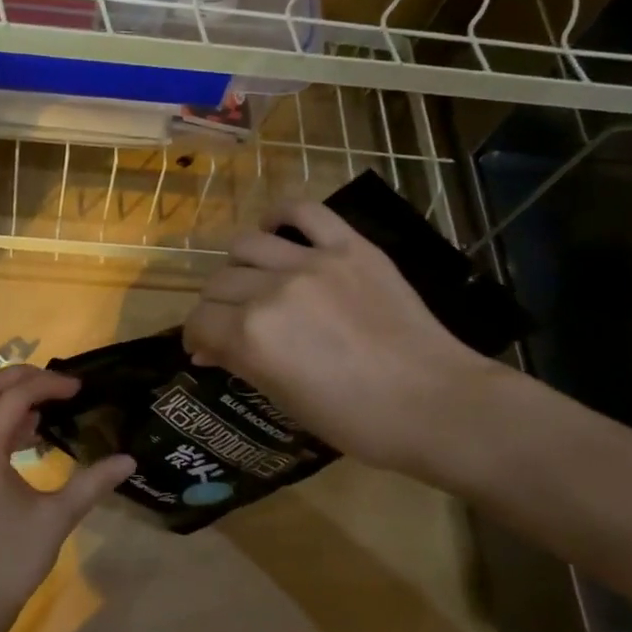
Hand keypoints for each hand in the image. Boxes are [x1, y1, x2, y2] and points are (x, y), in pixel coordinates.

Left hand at [0, 366, 133, 627]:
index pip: (13, 399)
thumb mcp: (56, 519)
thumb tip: (129, 459)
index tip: (79, 388)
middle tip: (58, 382)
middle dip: (20, 376)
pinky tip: (28, 433)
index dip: (47, 385)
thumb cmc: (10, 562)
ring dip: (7, 396)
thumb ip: (92, 483)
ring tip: (47, 404)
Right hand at [184, 201, 511, 482]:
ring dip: (239, 267)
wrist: (435, 403)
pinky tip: (275, 232)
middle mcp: (272, 291)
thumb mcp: (285, 401)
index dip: (195, 337)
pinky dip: (281, 216)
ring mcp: (313, 262)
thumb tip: (207, 350)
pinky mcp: (350, 247)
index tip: (204, 348)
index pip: (199, 321)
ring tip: (254, 281)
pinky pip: (304, 211)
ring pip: (247, 245)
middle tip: (230, 323)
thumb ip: (241, 363)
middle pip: (218, 283)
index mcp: (252, 336)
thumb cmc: (356, 420)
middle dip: (215, 308)